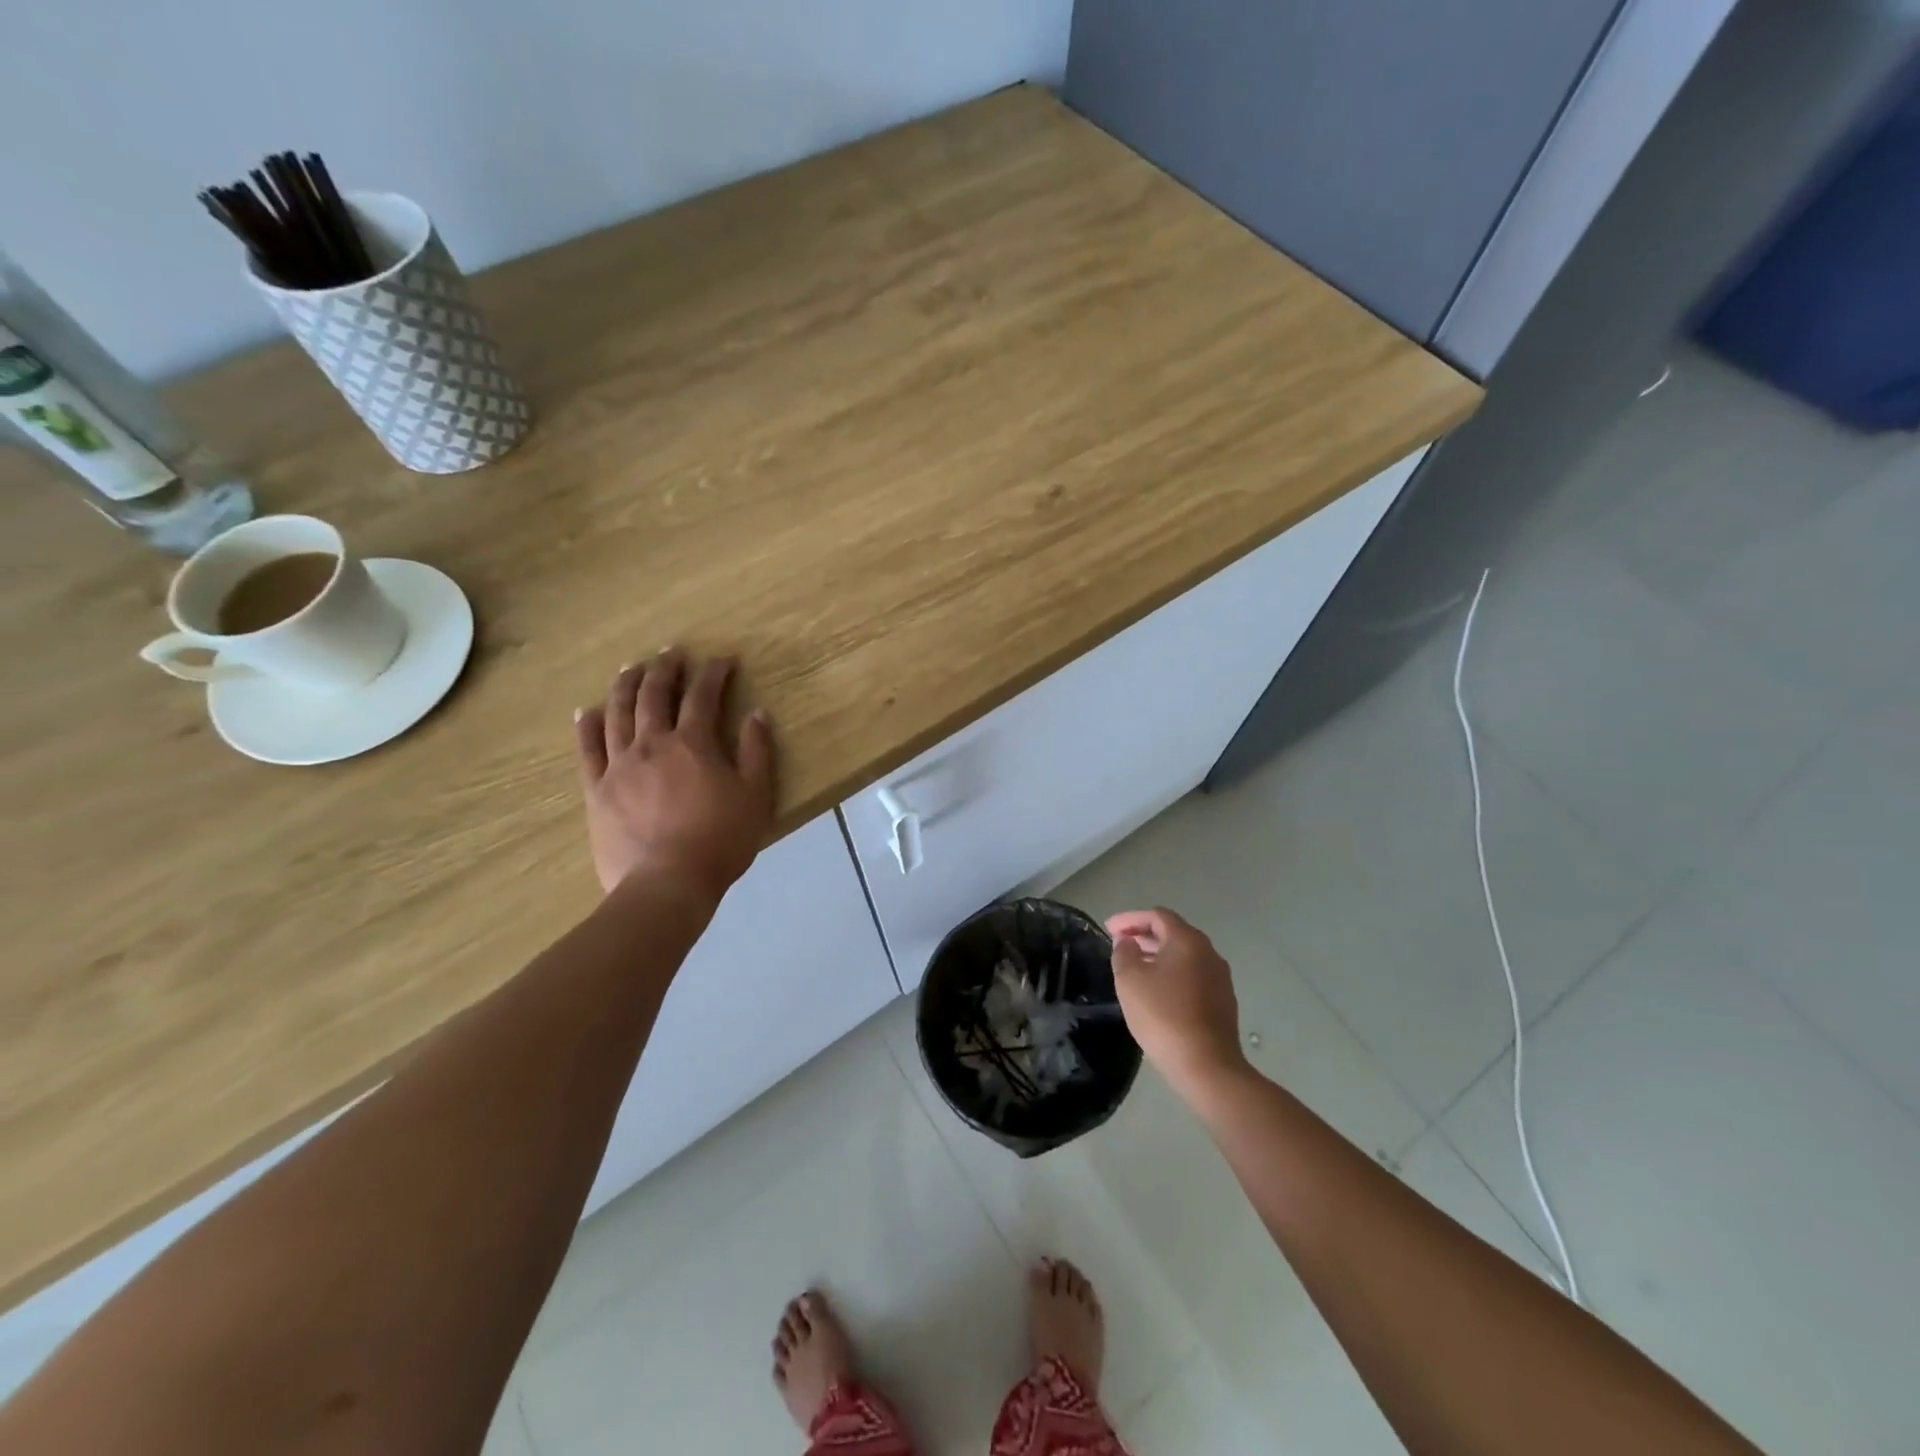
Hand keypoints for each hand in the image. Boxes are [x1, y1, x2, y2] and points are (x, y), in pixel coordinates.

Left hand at [574, 649, 776, 903]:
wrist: (666, 884)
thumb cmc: (720, 841)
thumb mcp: (756, 797)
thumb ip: (757, 752)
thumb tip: (757, 714)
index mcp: (693, 744)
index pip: (703, 696)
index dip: (713, 673)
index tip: (722, 660)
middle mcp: (652, 744)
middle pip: (653, 695)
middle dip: (665, 669)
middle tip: (672, 653)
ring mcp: (619, 765)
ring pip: (617, 713)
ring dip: (625, 685)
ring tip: (631, 668)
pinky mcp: (596, 790)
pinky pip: (587, 750)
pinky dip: (586, 726)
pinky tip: (585, 711)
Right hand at [1106, 908, 1247, 1092]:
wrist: (1206, 1065)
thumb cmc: (1163, 1015)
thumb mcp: (1129, 979)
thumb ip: (1124, 952)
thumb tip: (1128, 942)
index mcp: (1187, 940)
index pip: (1156, 915)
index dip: (1130, 919)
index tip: (1108, 929)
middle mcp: (1209, 952)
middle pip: (1173, 933)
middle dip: (1144, 935)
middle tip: (1119, 945)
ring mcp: (1220, 977)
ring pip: (1184, 956)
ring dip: (1158, 955)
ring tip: (1135, 967)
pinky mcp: (1223, 1001)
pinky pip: (1193, 975)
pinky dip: (1172, 974)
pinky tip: (1157, 991)